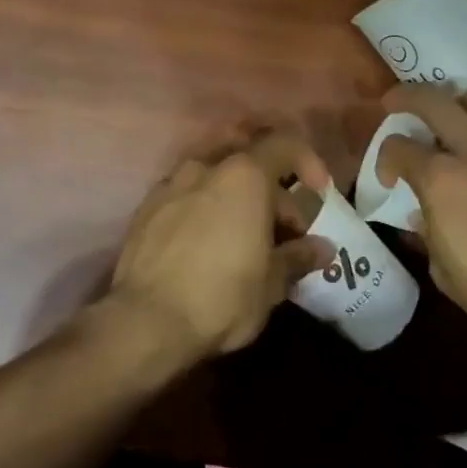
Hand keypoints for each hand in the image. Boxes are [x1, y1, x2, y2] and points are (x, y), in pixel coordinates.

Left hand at [107, 131, 333, 361]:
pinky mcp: (146, 208)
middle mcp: (205, 167)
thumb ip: (298, 256)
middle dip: (273, 192)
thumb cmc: (221, 296)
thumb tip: (322, 248)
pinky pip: (187, 195)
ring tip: (246, 238)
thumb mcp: (271, 283)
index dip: (309, 164)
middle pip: (250, 162)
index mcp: (244, 175)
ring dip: (237, 198)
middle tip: (286, 232)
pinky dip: (206, 209)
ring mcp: (170, 184)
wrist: (144, 321)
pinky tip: (208, 244)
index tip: (319, 194)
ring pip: (215, 177)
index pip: (285, 145)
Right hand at [379, 87, 466, 352]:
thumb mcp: (445, 273)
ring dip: (457, 102)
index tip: (390, 178)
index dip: (384, 158)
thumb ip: (429, 234)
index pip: (398, 147)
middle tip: (396, 104)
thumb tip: (425, 214)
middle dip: (405, 97)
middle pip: (432, 100)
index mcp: (441, 182)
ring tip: (454, 120)